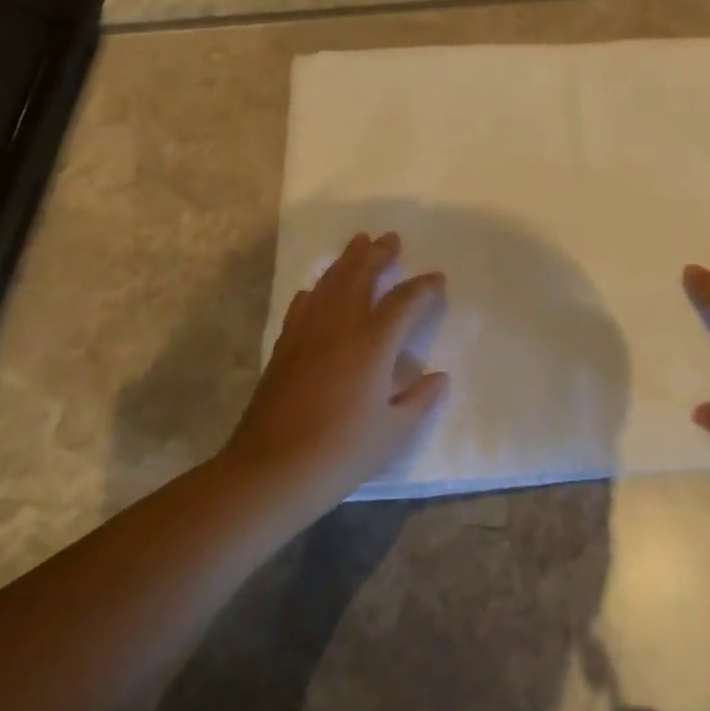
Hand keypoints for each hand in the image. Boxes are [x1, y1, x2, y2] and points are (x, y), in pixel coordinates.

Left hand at [225, 231, 449, 512]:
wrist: (271, 471)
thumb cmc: (341, 452)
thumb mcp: (394, 433)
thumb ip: (419, 400)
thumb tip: (439, 377)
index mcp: (373, 343)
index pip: (404, 301)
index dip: (423, 287)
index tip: (438, 278)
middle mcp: (340, 327)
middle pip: (360, 276)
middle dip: (378, 254)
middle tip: (391, 238)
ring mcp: (307, 334)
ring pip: (329, 283)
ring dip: (346, 261)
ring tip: (358, 243)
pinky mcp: (284, 348)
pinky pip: (302, 306)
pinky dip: (314, 291)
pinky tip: (315, 289)